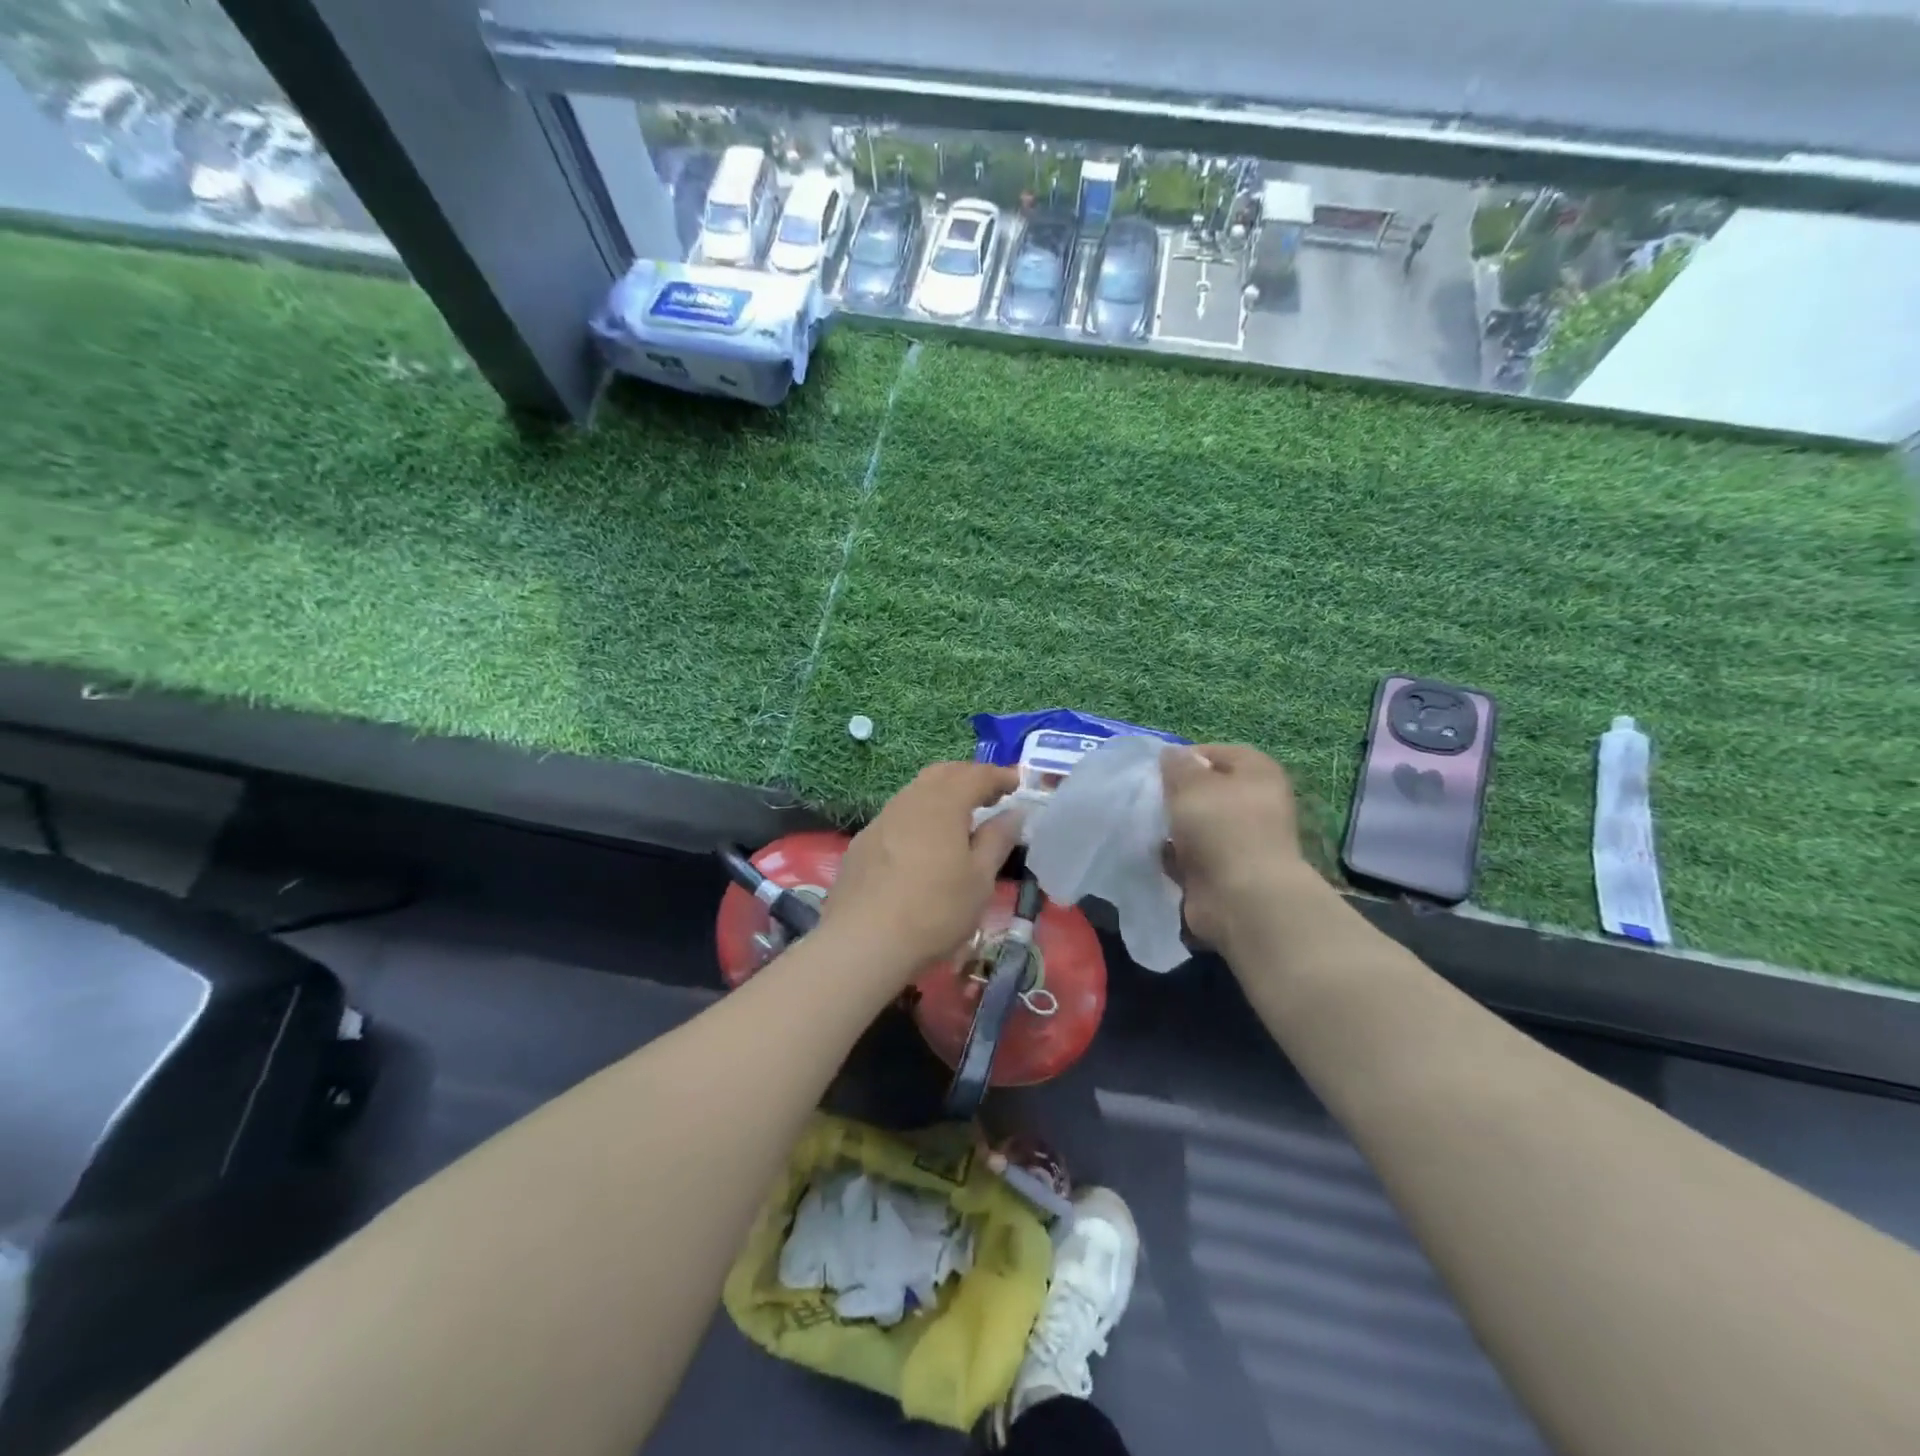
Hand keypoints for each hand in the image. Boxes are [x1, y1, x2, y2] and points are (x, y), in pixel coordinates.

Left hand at [821, 761, 1024, 975]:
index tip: (1017, 784)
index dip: (999, 776)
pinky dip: (919, 817)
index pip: (976, 775)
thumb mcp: (979, 879)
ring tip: (959, 819)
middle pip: (942, 774)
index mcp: (943, 804)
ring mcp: (881, 820)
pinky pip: (897, 816)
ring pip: (916, 792)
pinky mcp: (862, 842)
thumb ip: (997, 840)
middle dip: (968, 777)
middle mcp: (909, 801)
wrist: (863, 942)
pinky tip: (923, 844)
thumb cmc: (934, 910)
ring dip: (941, 795)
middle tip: (990, 796)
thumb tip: (1013, 813)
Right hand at [1162, 744, 1309, 948]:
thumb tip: (1173, 755)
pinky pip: (1194, 856)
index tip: (1156, 770)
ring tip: (1148, 826)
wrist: (1243, 899)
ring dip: (1175, 827)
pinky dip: (1177, 856)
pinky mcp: (1227, 872)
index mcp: (1258, 774)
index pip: (1218, 753)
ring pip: (1198, 825)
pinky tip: (1158, 854)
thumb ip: (1178, 765)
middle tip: (1149, 797)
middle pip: (1208, 791)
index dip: (1187, 758)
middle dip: (1177, 794)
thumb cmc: (1221, 828)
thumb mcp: (1192, 784)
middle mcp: (1256, 804)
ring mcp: (1242, 841)